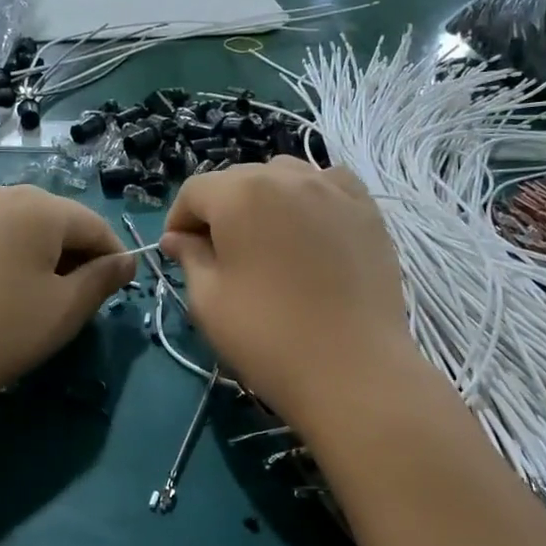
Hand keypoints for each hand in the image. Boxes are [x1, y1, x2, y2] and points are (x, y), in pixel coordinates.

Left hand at [0, 185, 134, 412]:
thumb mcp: (63, 310)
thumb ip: (102, 280)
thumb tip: (126, 260)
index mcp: (39, 207)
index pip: (94, 225)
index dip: (113, 257)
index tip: (118, 290)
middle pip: (55, 221)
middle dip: (74, 256)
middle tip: (75, 300)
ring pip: (19, 229)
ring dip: (38, 257)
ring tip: (33, 299)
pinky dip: (4, 258)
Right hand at [160, 157, 416, 425]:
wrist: (351, 369)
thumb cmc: (267, 335)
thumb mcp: (208, 300)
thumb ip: (189, 257)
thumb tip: (178, 238)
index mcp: (240, 194)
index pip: (194, 191)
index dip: (178, 220)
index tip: (177, 253)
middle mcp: (287, 177)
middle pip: (238, 179)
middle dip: (219, 210)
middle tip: (217, 254)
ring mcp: (334, 190)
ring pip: (284, 177)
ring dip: (263, 200)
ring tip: (264, 241)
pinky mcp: (367, 211)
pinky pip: (328, 186)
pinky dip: (309, 198)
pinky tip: (309, 230)